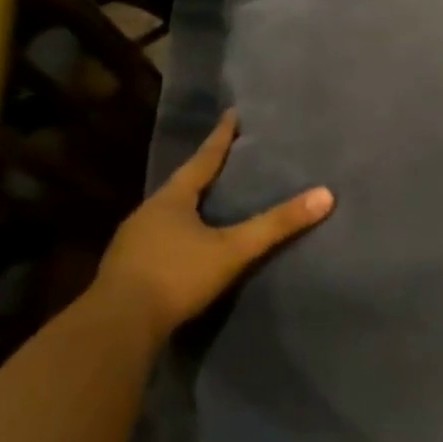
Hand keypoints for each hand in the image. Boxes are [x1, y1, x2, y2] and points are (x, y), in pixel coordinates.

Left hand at [94, 111, 332, 341]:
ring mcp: (131, 242)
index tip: (232, 114)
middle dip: (203, 173)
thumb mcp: (234, 249)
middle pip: (182, 185)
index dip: (221, 137)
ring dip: (188, 207)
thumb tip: (326, 195)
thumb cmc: (176, 276)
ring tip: (208, 204)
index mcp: (172, 199)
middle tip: (225, 161)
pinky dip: (176, 236)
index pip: (203, 160)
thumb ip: (277, 224)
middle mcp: (147, 213)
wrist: (116, 327)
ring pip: (167, 214)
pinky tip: (186, 247)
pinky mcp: (126, 269)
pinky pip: (157, 240)